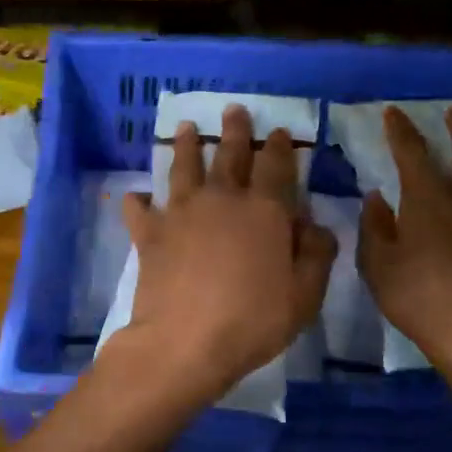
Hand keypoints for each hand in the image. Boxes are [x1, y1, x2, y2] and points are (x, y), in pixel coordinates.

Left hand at [118, 106, 336, 405]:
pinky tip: (136, 195)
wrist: (185, 342)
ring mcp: (181, 213)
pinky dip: (137, 200)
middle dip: (234, 131)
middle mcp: (221, 200)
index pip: (275, 166)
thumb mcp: (305, 295)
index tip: (278, 131)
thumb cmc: (253, 320)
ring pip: (184, 167)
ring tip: (186, 127)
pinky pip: (139, 209)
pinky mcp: (149, 234)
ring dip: (187, 145)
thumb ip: (316, 254)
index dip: (279, 147)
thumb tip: (314, 224)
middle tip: (233, 109)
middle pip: (229, 155)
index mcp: (264, 210)